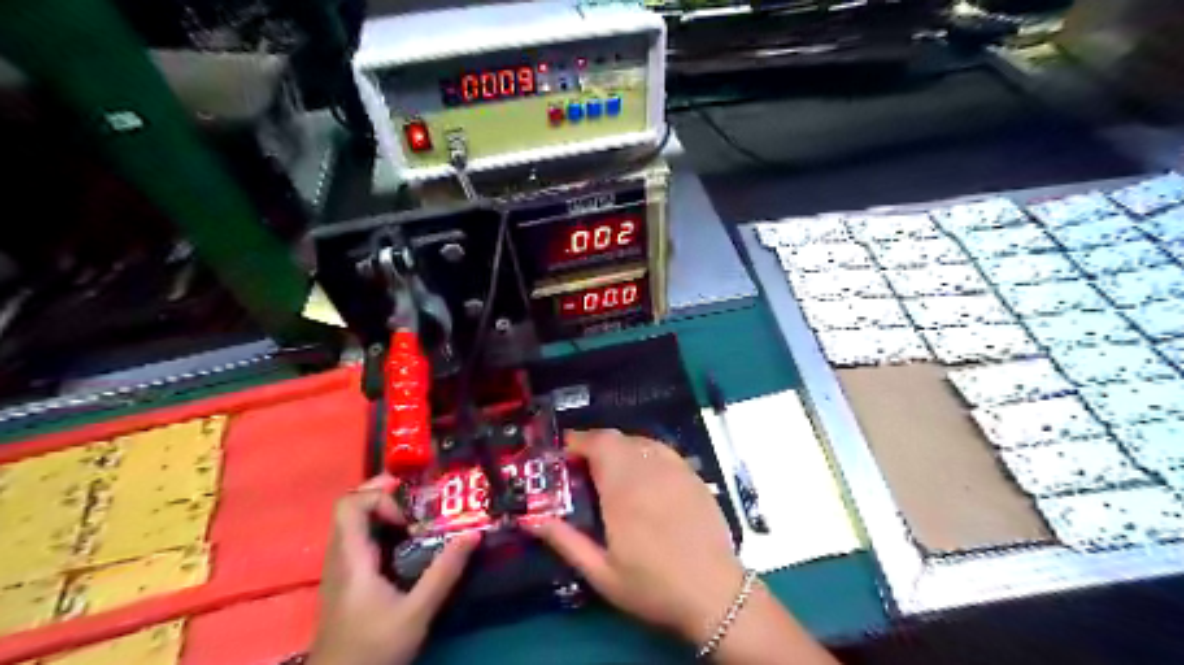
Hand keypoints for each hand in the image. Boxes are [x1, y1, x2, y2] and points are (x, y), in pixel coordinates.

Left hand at [312, 476, 482, 664]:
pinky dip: (380, 528)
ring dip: (382, 510)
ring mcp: (339, 568)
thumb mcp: (416, 612)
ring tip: (417, 517)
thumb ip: (444, 572)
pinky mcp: (345, 580)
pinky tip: (405, 542)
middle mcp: (339, 556)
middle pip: (350, 507)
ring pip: (353, 523)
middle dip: (383, 493)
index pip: (349, 504)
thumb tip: (474, 533)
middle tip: (417, 495)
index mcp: (351, 558)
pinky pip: (358, 539)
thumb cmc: (373, 649)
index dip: (379, 497)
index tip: (408, 516)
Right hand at [526, 430, 737, 643]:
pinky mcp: (693, 475)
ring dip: (619, 448)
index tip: (563, 453)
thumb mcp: (601, 574)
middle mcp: (649, 470)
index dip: (577, 441)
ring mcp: (675, 469)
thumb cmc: (653, 586)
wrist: (714, 593)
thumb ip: (565, 541)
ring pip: (640, 440)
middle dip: (594, 445)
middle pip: (617, 438)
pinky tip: (643, 474)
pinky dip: (644, 452)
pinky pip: (662, 450)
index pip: (598, 444)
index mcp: (623, 490)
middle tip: (582, 467)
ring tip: (610, 471)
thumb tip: (531, 519)